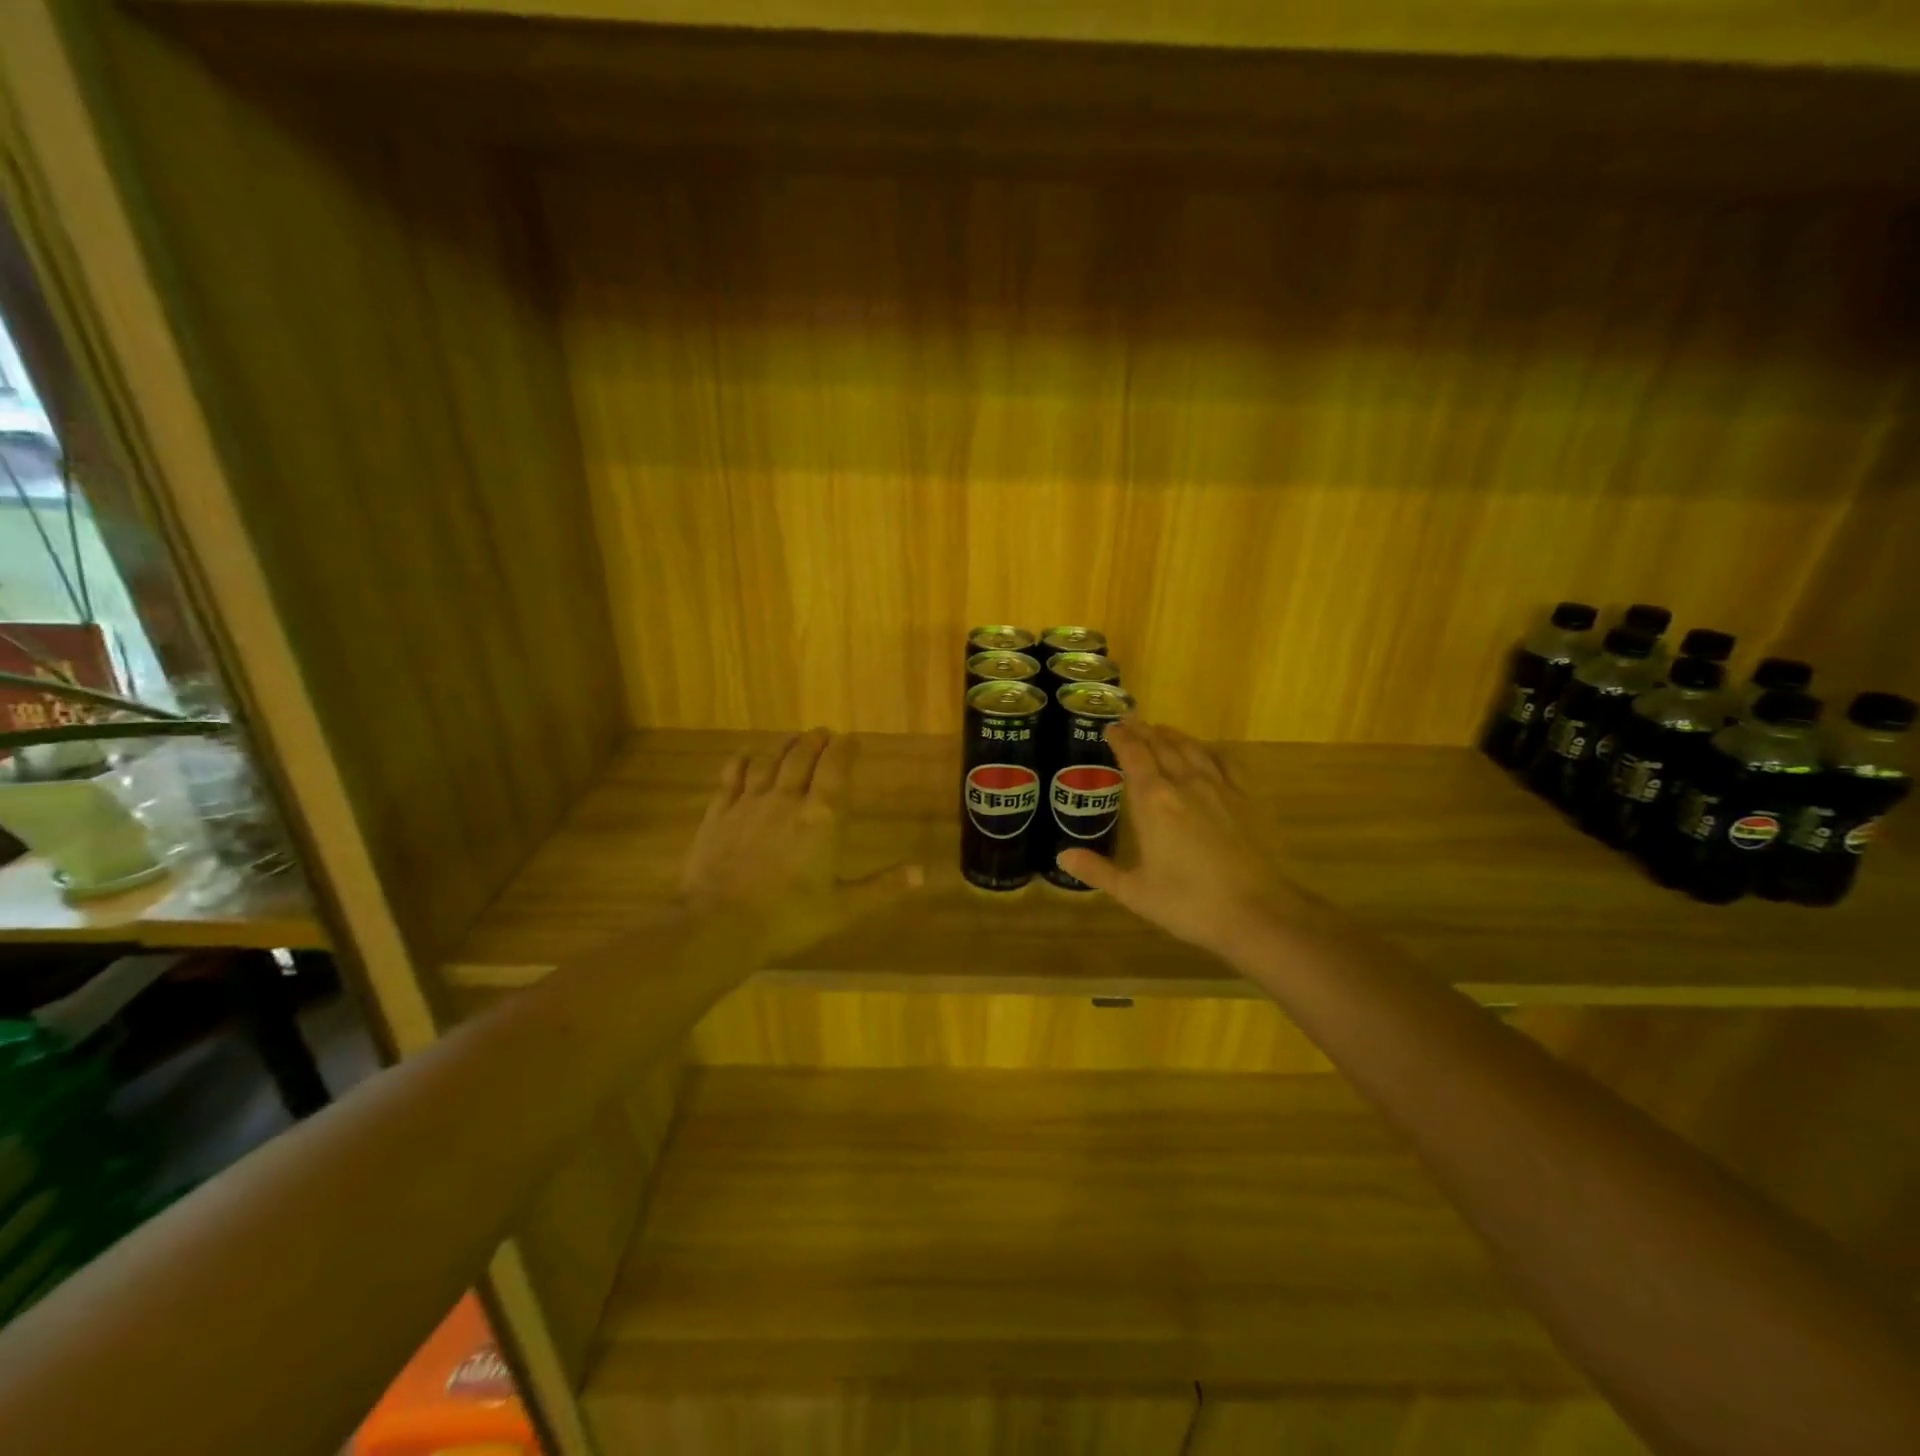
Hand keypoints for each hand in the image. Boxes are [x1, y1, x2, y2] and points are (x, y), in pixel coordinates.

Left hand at [677, 729, 920, 961]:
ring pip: (770, 760)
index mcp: (821, 818)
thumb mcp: (843, 908)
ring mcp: (749, 802)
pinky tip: (749, 754)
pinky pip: (732, 774)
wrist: (719, 924)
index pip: (836, 769)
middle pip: (802, 756)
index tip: (851, 739)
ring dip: (785, 745)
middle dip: (816, 741)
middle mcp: (787, 799)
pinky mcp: (719, 812)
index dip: (845, 750)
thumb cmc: (788, 917)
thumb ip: (882, 887)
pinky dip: (744, 759)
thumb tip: (922, 874)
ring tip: (794, 739)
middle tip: (824, 733)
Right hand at [1057, 719, 1311, 963]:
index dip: (1120, 738)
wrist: (1256, 912)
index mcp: (1152, 801)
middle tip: (1130, 722)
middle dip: (1143, 731)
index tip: (1110, 728)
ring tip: (1161, 730)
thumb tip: (1063, 856)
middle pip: (1161, 746)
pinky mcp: (1245, 799)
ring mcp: (1219, 789)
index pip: (1133, 755)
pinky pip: (1225, 762)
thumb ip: (1097, 870)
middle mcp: (1184, 784)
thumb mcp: (1133, 892)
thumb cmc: (1187, 903)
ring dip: (1173, 736)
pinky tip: (1207, 752)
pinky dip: (1209, 751)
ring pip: (1192, 749)